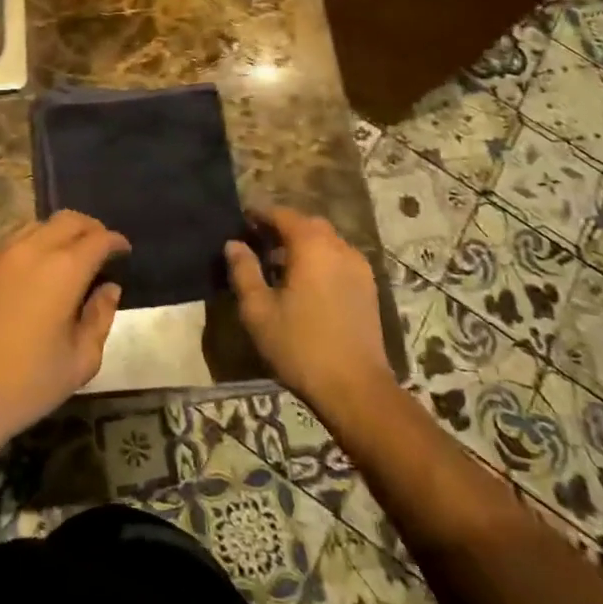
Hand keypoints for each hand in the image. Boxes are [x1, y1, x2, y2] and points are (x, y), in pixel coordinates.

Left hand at [0, 212, 127, 464]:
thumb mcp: (80, 361)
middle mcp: (31, 249)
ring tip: (65, 258)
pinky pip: (9, 241)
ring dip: (57, 234)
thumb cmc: (26, 384)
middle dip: (89, 228)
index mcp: (63, 270)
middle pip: (68, 219)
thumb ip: (100, 317)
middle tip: (99, 248)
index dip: (115, 242)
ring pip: (36, 224)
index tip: (123, 252)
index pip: (98, 238)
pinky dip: (29, 246)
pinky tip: (29, 272)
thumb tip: (109, 289)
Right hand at [225, 207, 393, 417]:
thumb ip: (243, 271)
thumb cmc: (300, 346)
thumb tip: (233, 244)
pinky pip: (339, 259)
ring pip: (326, 242)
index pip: (282, 215)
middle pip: (307, 224)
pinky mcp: (368, 288)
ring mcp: (358, 267)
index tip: (242, 220)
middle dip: (282, 228)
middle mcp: (339, 247)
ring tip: (279, 266)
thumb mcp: (258, 310)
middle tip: (258, 242)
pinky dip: (320, 260)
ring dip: (303, 244)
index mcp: (311, 246)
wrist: (356, 389)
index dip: (260, 214)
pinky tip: (305, 284)